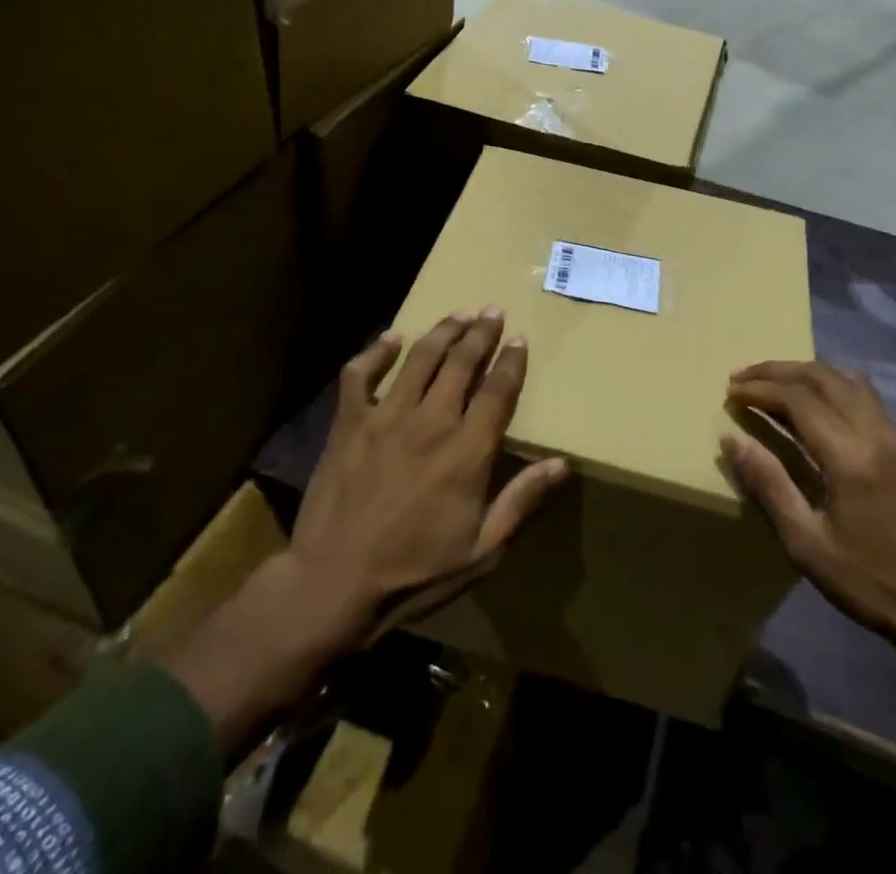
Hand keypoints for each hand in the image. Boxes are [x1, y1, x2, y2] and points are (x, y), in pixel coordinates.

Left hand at [287, 308, 570, 648]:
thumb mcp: (482, 551)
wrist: (333, 585)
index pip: (497, 391)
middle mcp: (430, 422)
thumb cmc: (414, 573)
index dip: (511, 361)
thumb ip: (521, 501)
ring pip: (420, 358)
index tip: (519, 339)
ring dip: (442, 331)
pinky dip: (377, 351)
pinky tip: (392, 337)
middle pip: (461, 362)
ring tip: (458, 314)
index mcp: (467, 451)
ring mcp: (386, 417)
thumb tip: (562, 464)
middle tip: (492, 311)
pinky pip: (361, 374)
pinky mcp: (349, 422)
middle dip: (480, 333)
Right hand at [720, 361, 895, 666]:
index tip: (730, 391)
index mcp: (850, 456)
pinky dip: (830, 383)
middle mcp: (875, 433)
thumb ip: (769, 484)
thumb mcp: (806, 543)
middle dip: (777, 370)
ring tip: (773, 381)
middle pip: (821, 377)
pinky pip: (863, 394)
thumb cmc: (869, 582)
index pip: (797, 398)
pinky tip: (814, 401)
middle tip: (742, 378)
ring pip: (845, 378)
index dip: (760, 388)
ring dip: (805, 372)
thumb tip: (731, 438)